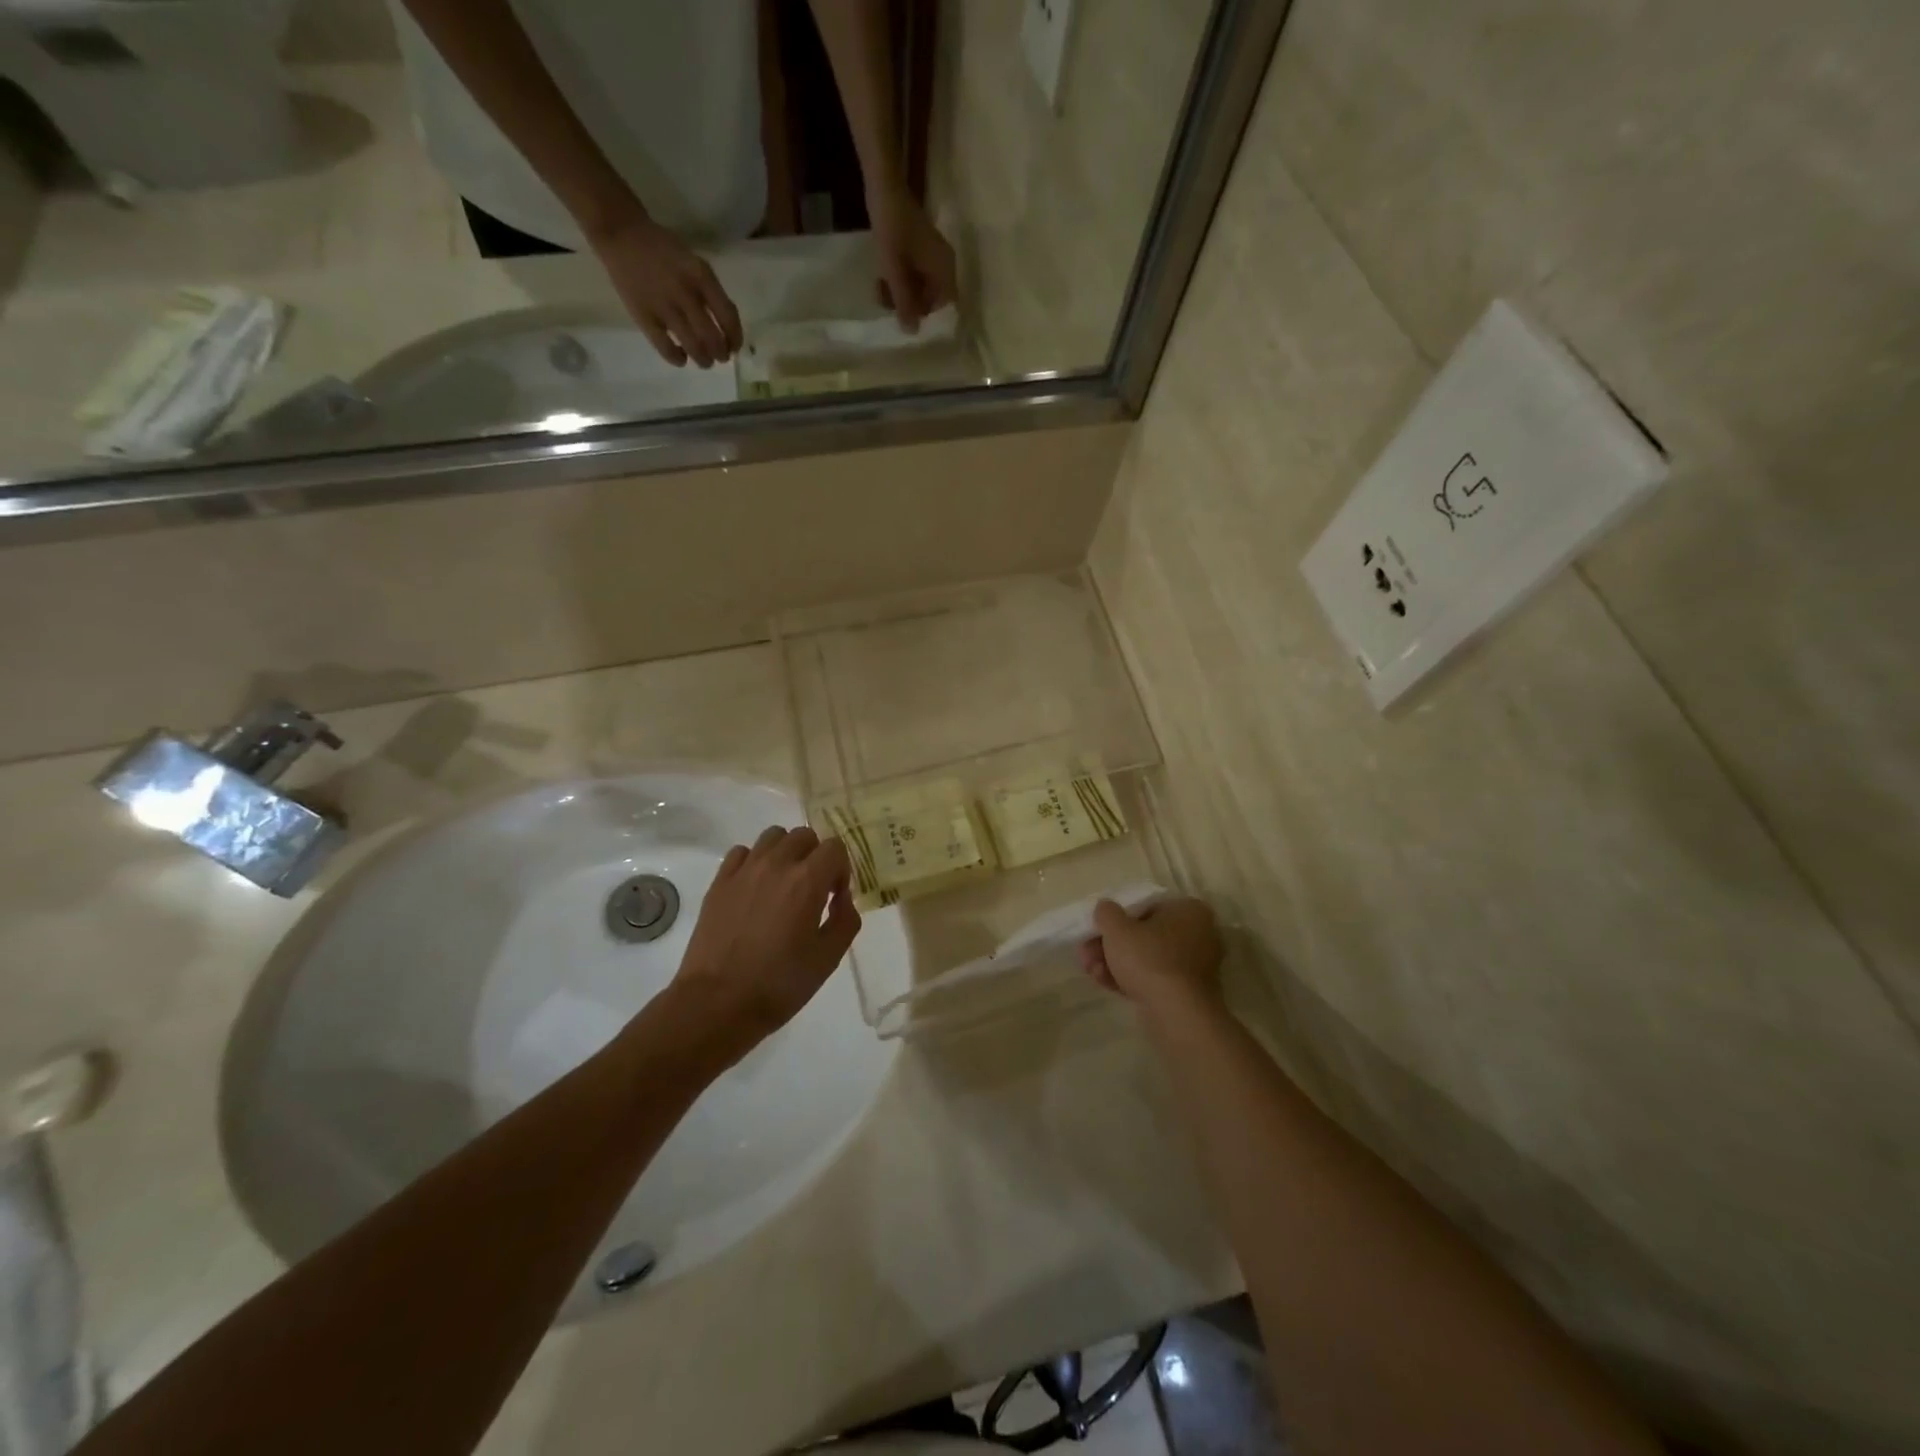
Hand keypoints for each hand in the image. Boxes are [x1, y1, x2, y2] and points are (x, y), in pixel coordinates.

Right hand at [588, 213, 742, 367]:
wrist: (621, 234)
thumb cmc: (663, 250)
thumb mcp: (695, 263)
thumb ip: (710, 292)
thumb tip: (726, 328)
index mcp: (701, 276)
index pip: (728, 316)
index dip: (735, 338)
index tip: (734, 347)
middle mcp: (685, 293)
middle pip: (712, 338)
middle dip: (721, 354)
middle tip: (720, 357)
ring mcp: (663, 306)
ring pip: (693, 347)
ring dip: (703, 360)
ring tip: (704, 361)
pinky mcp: (644, 316)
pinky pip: (666, 348)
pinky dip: (678, 359)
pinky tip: (681, 358)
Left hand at [673, 826, 861, 1055]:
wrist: (717, 1003)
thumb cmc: (779, 984)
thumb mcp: (828, 958)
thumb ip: (845, 920)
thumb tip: (842, 899)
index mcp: (807, 880)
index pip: (835, 848)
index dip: (841, 869)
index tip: (835, 897)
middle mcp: (776, 864)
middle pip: (804, 835)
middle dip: (815, 856)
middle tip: (813, 889)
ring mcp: (743, 870)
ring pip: (772, 837)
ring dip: (785, 853)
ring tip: (784, 884)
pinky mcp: (719, 882)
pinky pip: (742, 853)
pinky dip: (754, 861)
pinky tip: (755, 888)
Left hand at [869, 188, 957, 331]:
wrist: (884, 187)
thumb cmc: (892, 230)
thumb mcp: (895, 272)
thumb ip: (904, 302)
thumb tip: (912, 332)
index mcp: (944, 269)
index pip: (945, 305)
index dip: (927, 315)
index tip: (907, 318)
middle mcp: (944, 264)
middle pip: (932, 296)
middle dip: (911, 305)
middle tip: (889, 306)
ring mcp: (932, 255)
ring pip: (921, 286)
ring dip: (903, 293)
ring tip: (881, 293)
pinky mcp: (921, 248)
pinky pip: (915, 273)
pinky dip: (901, 280)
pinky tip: (883, 280)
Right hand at [1080, 898, 1224, 1016]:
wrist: (1176, 1015)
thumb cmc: (1149, 959)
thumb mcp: (1117, 929)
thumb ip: (1107, 912)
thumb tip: (1106, 908)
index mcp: (1189, 910)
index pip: (1146, 906)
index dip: (1116, 918)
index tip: (1096, 930)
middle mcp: (1199, 934)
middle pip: (1144, 935)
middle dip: (1111, 945)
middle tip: (1086, 953)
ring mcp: (1195, 966)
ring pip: (1147, 958)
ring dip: (1115, 963)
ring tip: (1091, 971)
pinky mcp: (1188, 993)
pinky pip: (1155, 979)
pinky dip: (1130, 979)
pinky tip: (1104, 983)